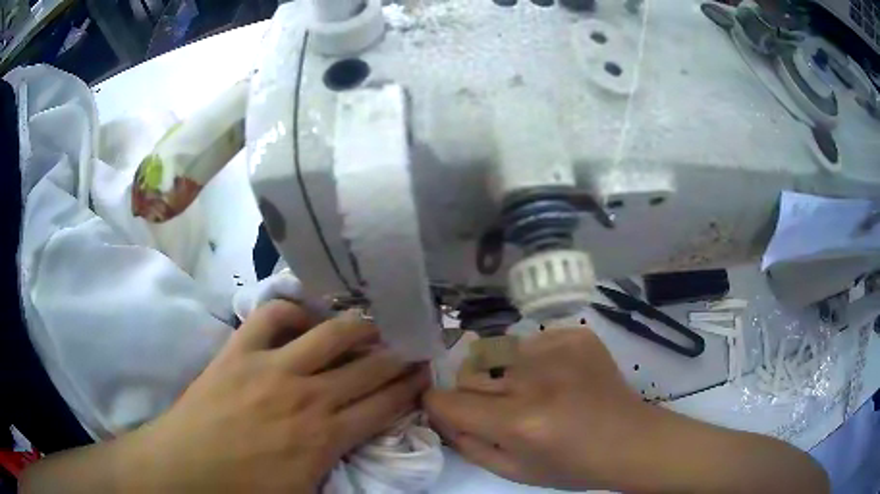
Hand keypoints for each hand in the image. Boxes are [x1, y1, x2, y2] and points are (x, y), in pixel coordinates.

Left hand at [23, 302, 429, 492]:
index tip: (426, 374)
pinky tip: (304, 318)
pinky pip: (272, 315)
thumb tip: (361, 443)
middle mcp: (307, 396)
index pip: (384, 406)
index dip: (410, 389)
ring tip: (374, 324)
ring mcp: (272, 367)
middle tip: (416, 343)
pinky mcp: (240, 350)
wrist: (186, 470)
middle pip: (368, 368)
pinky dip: (293, 311)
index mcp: (325, 438)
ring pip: (332, 334)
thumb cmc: (247, 491)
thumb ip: (340, 470)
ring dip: (360, 327)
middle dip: (399, 356)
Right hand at [426, 328, 645, 490]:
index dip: (439, 405)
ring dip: (506, 376)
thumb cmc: (572, 466)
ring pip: (500, 356)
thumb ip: (468, 444)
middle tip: (502, 409)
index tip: (447, 409)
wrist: (629, 440)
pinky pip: (533, 342)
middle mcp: (535, 379)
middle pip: (471, 374)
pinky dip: (536, 361)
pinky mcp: (576, 335)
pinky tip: (559, 378)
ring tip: (537, 393)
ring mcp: (558, 349)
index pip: (449, 401)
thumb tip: (442, 414)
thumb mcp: (513, 471)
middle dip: (474, 393)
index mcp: (519, 422)